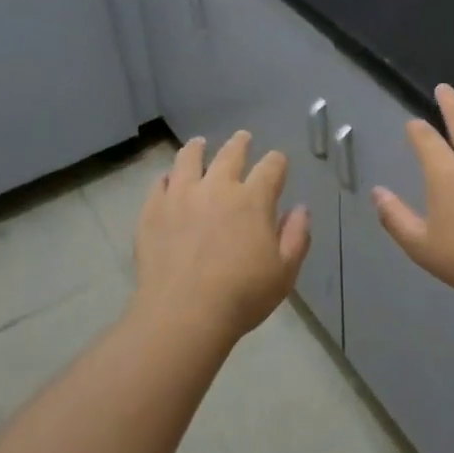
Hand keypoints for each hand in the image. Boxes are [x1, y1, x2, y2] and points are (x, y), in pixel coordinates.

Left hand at [133, 131, 310, 342]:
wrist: (183, 314)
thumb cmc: (242, 295)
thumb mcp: (284, 272)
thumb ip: (296, 236)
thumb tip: (301, 209)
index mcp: (253, 199)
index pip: (271, 167)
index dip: (277, 162)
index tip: (278, 162)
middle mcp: (217, 187)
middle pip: (230, 153)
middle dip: (240, 143)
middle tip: (242, 138)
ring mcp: (181, 196)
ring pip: (189, 159)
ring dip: (197, 148)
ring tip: (198, 144)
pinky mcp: (153, 210)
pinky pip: (160, 184)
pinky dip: (167, 178)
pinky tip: (168, 180)